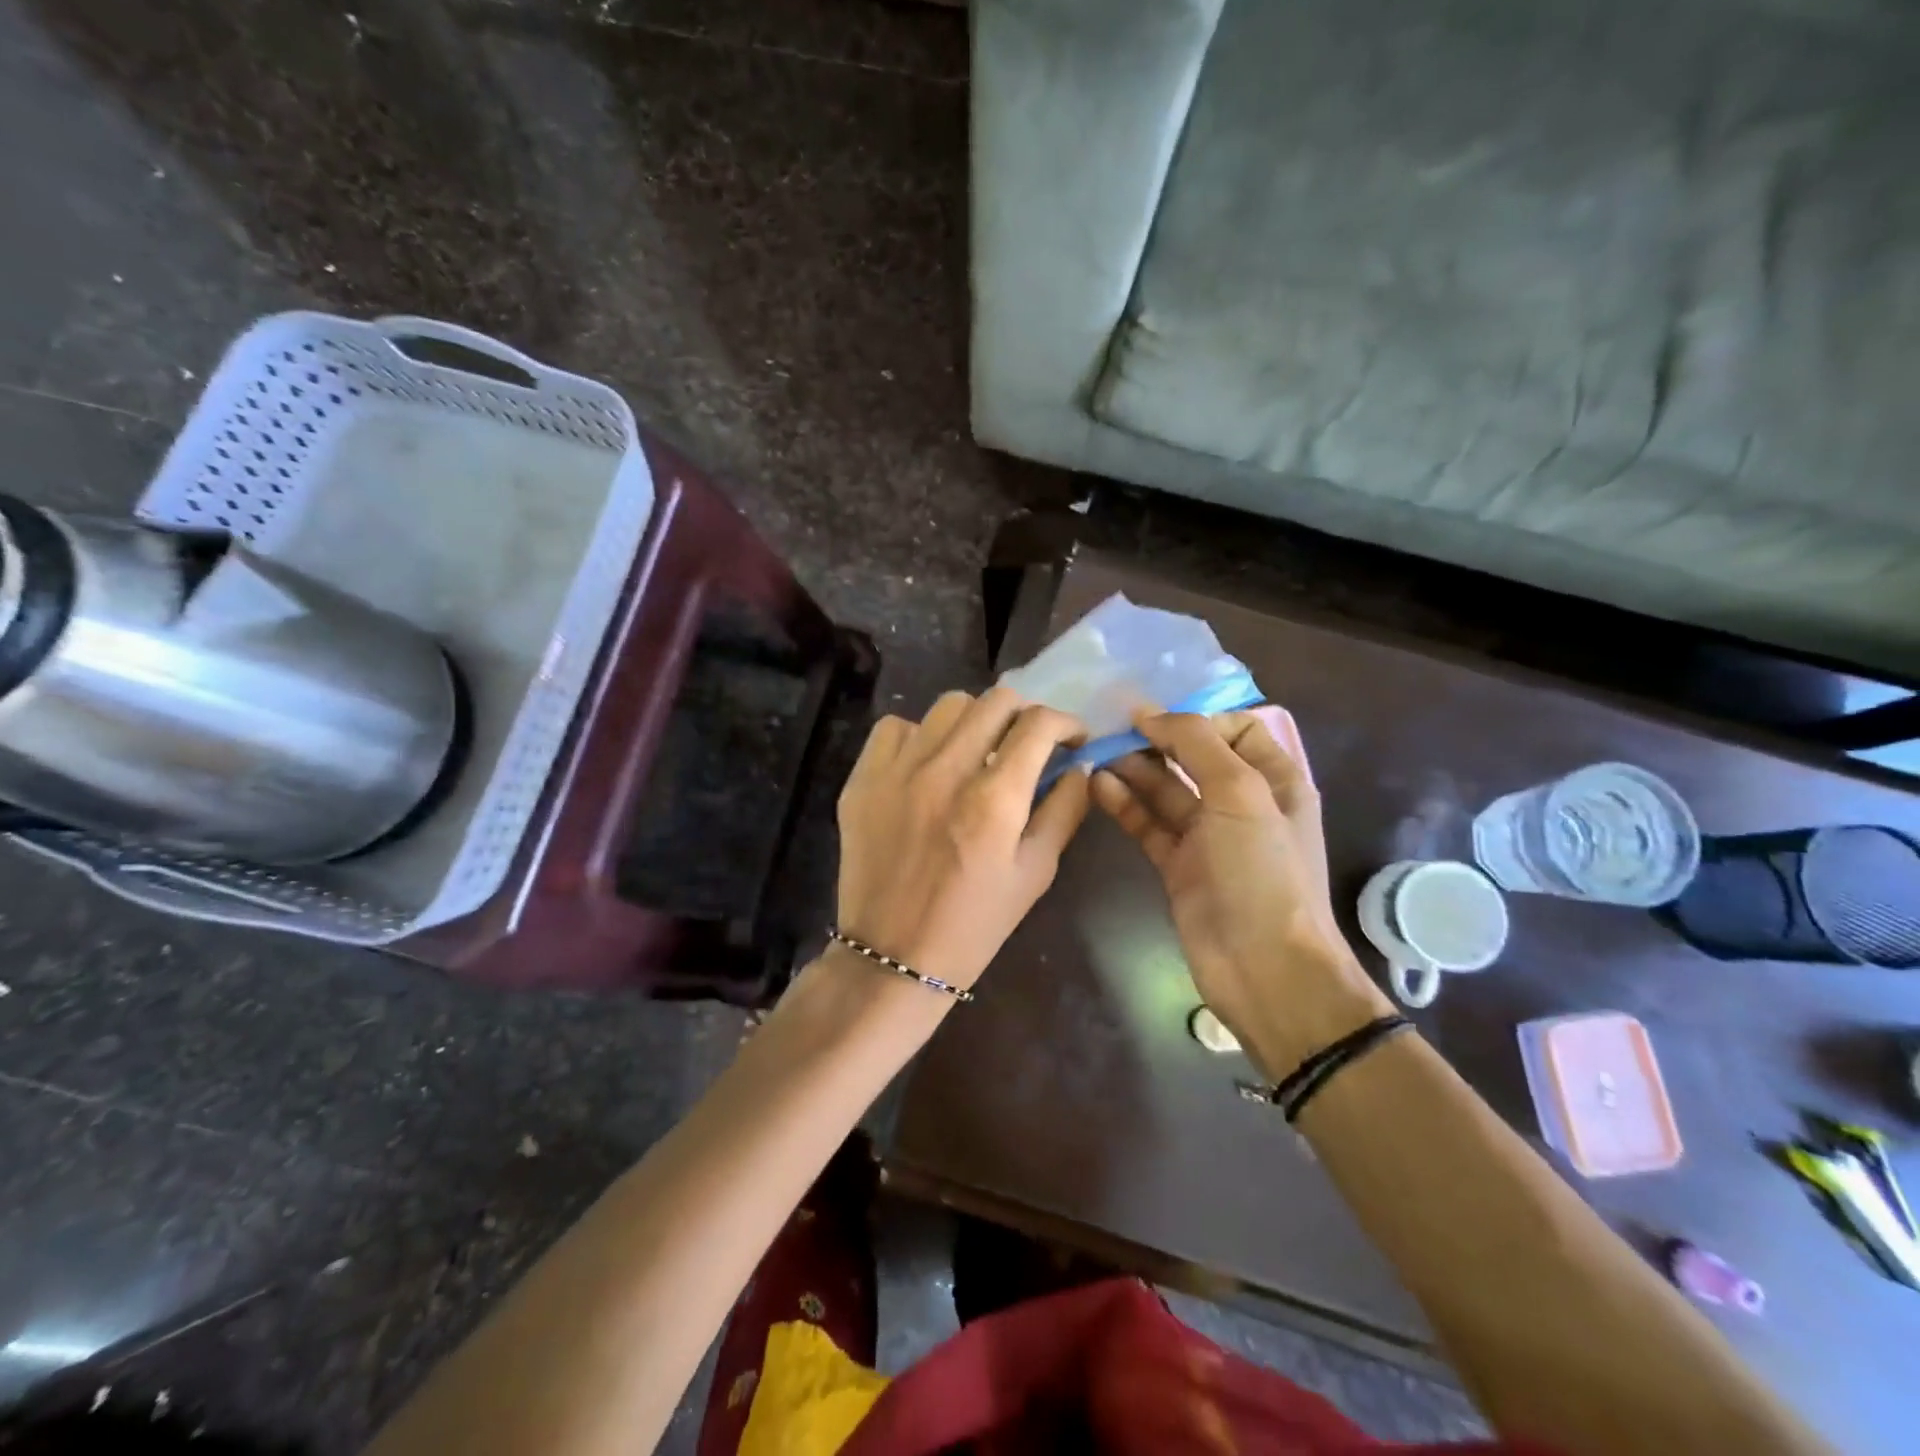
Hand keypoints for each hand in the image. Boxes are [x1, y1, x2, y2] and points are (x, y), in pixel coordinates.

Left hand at [835, 686, 1090, 994]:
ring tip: (978, 749)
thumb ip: (1063, 812)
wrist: (892, 956)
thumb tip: (1078, 767)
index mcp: (994, 800)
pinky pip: (895, 728)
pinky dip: (920, 735)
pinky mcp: (863, 779)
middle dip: (1025, 714)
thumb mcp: (1034, 874)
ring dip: (975, 720)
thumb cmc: (974, 924)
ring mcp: (897, 771)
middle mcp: (944, 771)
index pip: (1038, 725)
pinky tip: (928, 764)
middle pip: (995, 701)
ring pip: (947, 706)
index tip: (1072, 739)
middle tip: (1028, 742)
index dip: (1066, 723)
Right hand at [1091, 709, 1390, 1072]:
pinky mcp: (1179, 865)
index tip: (1154, 720)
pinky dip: (1125, 804)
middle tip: (1110, 729)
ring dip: (1134, 770)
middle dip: (1156, 741)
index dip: (1197, 719)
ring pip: (1166, 791)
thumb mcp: (1240, 793)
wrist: (1264, 969)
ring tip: (1095, 753)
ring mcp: (1208, 837)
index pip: (1236, 728)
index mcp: (1274, 780)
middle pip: (1194, 757)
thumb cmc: (1263, 872)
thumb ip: (1196, 743)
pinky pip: (1148, 824)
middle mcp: (1242, 803)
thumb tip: (1150, 714)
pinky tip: (1097, 786)